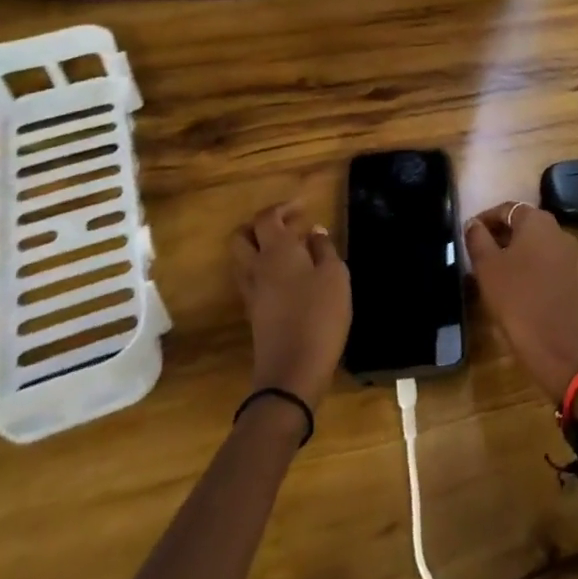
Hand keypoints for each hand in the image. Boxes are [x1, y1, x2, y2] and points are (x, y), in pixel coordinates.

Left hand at [230, 204, 350, 409]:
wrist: (292, 371)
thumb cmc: (319, 315)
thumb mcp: (335, 276)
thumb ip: (324, 249)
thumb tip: (314, 231)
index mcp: (276, 250)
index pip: (267, 217)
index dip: (283, 207)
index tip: (304, 207)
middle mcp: (256, 267)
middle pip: (242, 236)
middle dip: (261, 225)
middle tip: (288, 225)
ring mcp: (251, 292)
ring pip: (243, 258)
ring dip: (260, 247)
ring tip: (290, 250)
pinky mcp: (253, 313)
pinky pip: (250, 279)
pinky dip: (263, 269)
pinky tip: (289, 277)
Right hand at [464, 202, 577, 404]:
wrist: (555, 345)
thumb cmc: (516, 298)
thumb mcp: (487, 266)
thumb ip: (477, 238)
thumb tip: (473, 223)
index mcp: (537, 221)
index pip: (506, 208)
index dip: (484, 219)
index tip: (467, 234)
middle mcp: (557, 230)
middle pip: (522, 223)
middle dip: (498, 234)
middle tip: (476, 251)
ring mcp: (568, 254)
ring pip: (533, 243)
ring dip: (512, 250)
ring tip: (490, 268)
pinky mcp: (571, 276)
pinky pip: (544, 260)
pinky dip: (527, 264)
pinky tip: (511, 282)